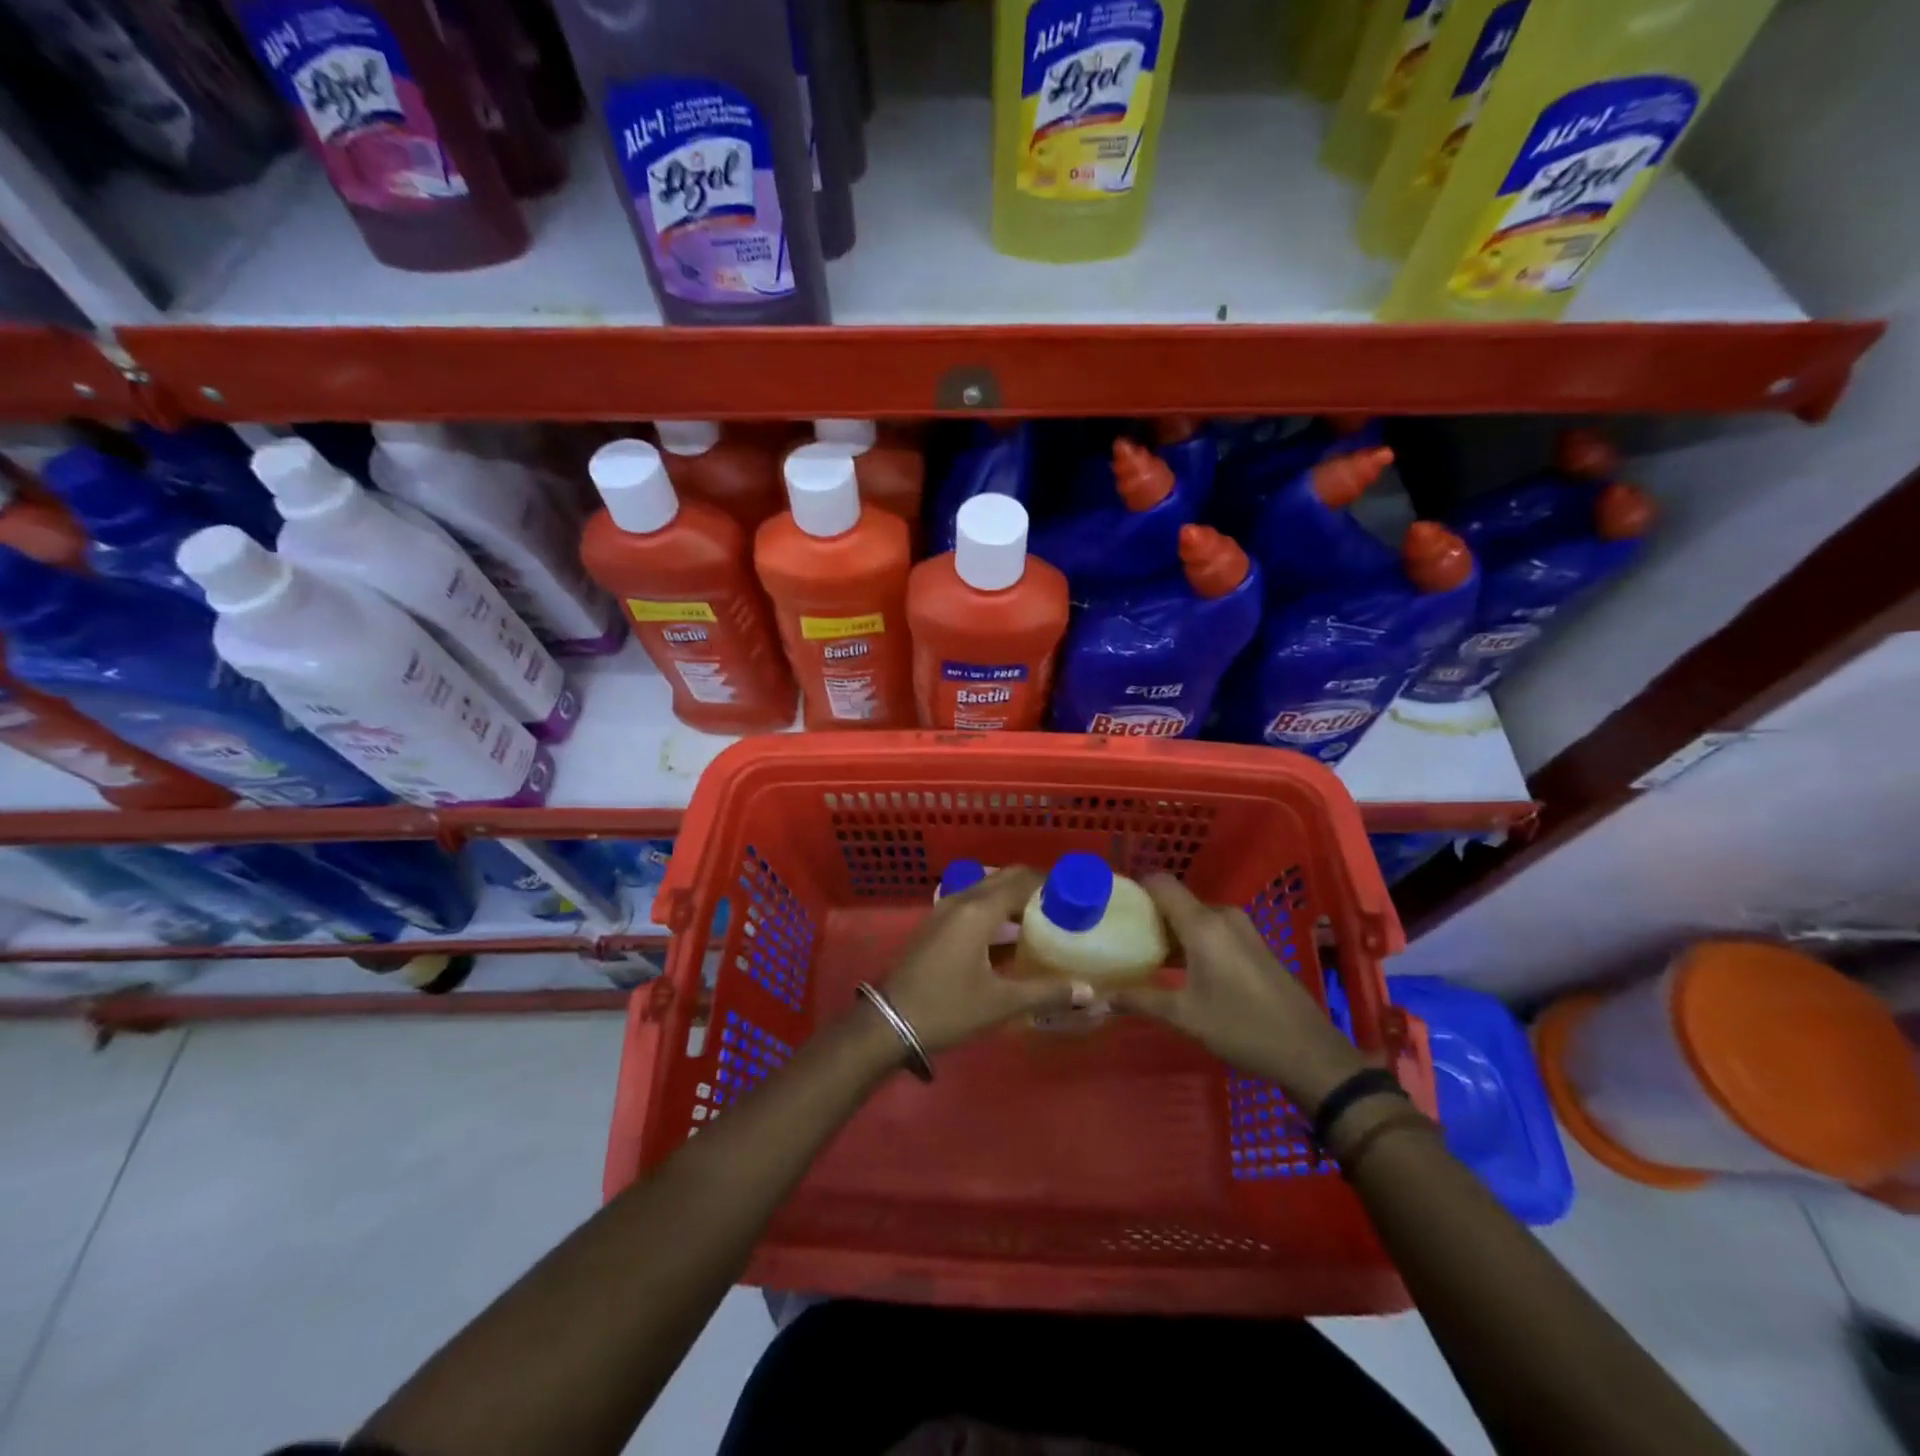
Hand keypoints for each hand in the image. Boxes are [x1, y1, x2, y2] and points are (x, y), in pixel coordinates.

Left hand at [878, 866, 1086, 1055]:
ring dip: (1013, 897)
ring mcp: (943, 910)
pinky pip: (972, 902)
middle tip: (1063, 906)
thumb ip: (1046, 992)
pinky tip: (1008, 935)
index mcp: (979, 910)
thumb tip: (1088, 991)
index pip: (1023, 881)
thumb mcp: (1000, 1003)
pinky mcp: (935, 924)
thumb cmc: (947, 1009)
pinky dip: (995, 908)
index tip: (1077, 894)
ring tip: (1041, 919)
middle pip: (1004, 878)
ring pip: (986, 889)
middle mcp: (961, 900)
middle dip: (1034, 886)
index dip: (1052, 883)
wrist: (888, 1023)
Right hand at [1113, 874, 1370, 1111]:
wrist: (1309, 1052)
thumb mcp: (1185, 1016)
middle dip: (1150, 916)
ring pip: (1195, 917)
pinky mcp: (1254, 945)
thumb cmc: (1241, 1028)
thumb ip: (1141, 1001)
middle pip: (1176, 901)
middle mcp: (1222, 917)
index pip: (1161, 883)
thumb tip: (1101, 997)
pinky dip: (1193, 940)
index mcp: (1203, 925)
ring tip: (1147, 955)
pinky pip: (1213, 929)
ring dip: (1172, 931)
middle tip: (1124, 938)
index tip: (1112, 904)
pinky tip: (1182, 968)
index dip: (1134, 887)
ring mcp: (1243, 929)